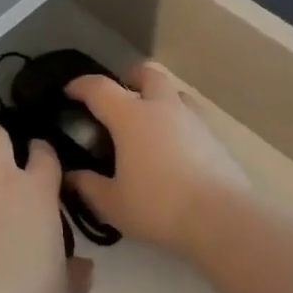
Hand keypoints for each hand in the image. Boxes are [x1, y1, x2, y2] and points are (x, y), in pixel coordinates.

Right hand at [65, 63, 250, 256]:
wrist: (222, 218)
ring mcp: (193, 120)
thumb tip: (72, 176)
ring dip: (158, 99)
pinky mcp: (215, 138)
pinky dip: (178, 124)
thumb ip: (88, 186)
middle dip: (130, 79)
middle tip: (119, 99)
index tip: (70, 92)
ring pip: (174, 93)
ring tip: (149, 124)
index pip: (99, 87)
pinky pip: (191, 118)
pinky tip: (174, 149)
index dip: (80, 85)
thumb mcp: (112, 203)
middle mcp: (162, 108)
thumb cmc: (158, 206)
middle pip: (147, 74)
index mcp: (130, 116)